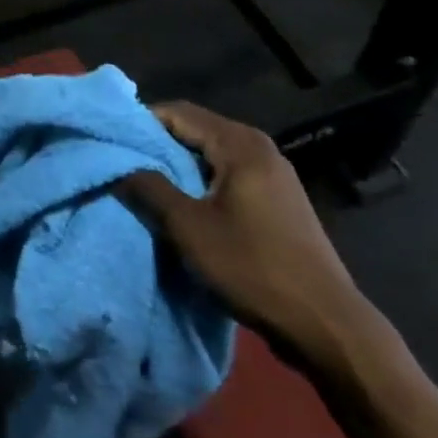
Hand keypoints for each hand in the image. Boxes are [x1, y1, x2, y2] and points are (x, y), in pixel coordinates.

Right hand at [121, 103, 367, 362]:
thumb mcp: (188, 228)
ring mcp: (273, 175)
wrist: (326, 325)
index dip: (140, 124)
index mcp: (239, 144)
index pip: (177, 112)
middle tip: (122, 165)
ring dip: (177, 168)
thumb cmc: (253, 267)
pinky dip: (200, 183)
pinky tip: (183, 207)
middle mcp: (259, 148)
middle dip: (157, 146)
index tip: (111, 144)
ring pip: (210, 156)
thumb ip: (149, 188)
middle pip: (195, 131)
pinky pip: (227, 176)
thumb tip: (117, 165)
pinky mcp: (278, 201)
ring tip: (145, 187)